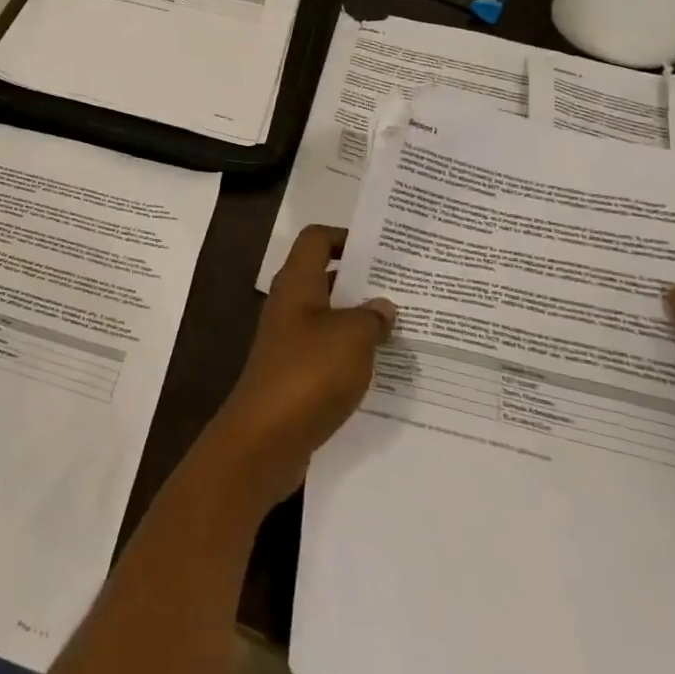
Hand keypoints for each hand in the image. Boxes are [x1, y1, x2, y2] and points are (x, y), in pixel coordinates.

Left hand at [207, 225, 396, 509]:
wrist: (266, 436)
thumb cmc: (308, 373)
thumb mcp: (351, 337)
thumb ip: (372, 317)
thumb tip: (383, 306)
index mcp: (297, 284)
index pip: (316, 240)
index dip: (346, 237)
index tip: (384, 249)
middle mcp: (290, 305)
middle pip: (326, 277)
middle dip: (364, 280)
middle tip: (408, 289)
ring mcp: (290, 340)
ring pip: (331, 317)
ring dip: (362, 320)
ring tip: (408, 328)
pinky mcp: (296, 373)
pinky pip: (329, 351)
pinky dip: (354, 353)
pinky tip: (386, 368)